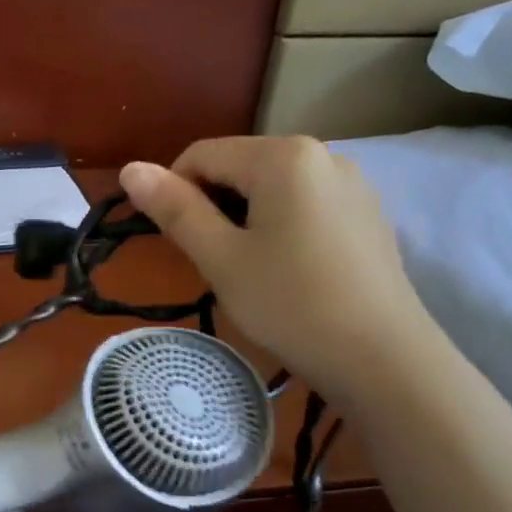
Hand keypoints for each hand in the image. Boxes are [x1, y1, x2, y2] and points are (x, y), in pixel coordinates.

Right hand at [120, 137, 433, 406]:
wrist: (382, 357)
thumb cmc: (290, 304)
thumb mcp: (220, 258)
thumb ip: (174, 209)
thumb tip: (129, 168)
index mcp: (283, 155)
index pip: (201, 155)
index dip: (174, 194)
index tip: (176, 243)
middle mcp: (323, 154)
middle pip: (240, 167)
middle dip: (213, 207)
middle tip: (213, 263)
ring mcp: (353, 183)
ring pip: (272, 189)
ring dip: (245, 219)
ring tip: (251, 271)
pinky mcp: (368, 213)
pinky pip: (305, 205)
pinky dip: (281, 227)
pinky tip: (289, 271)